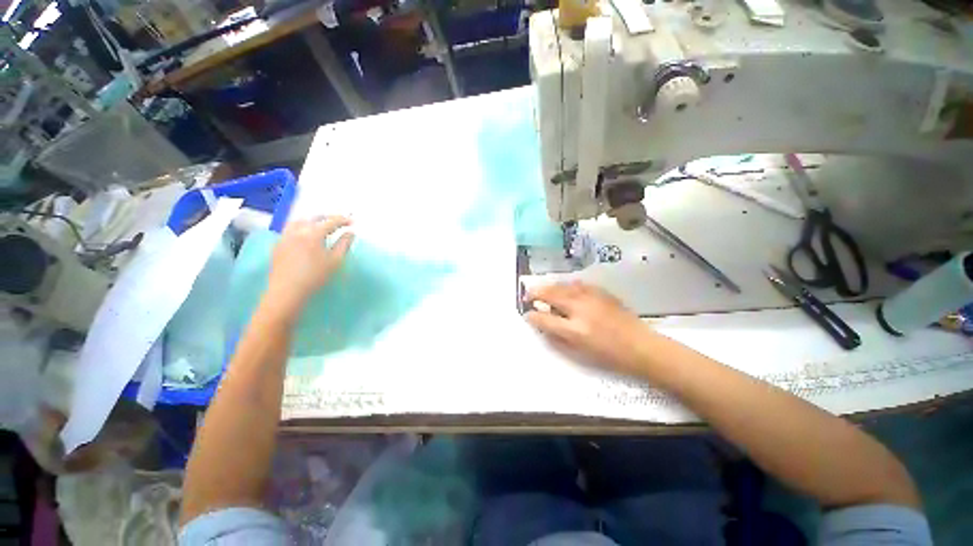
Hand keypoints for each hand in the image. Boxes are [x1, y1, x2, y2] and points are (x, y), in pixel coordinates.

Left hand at [267, 216, 354, 312]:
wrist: (287, 291)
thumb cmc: (315, 276)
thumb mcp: (335, 261)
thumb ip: (344, 244)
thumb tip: (350, 233)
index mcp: (313, 234)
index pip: (330, 222)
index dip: (342, 220)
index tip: (352, 221)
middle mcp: (297, 231)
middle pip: (313, 218)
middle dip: (327, 218)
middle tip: (338, 221)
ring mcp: (285, 237)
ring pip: (298, 222)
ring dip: (311, 221)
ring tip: (320, 225)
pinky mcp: (277, 246)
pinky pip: (289, 230)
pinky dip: (300, 228)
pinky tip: (304, 236)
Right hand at [525, 282, 654, 373]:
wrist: (640, 345)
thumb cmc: (609, 355)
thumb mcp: (579, 352)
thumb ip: (557, 337)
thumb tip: (542, 325)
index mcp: (575, 329)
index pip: (545, 319)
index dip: (533, 316)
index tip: (527, 314)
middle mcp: (581, 309)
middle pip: (551, 295)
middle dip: (536, 293)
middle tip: (528, 295)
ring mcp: (591, 297)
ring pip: (563, 286)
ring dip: (550, 287)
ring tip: (544, 291)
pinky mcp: (601, 292)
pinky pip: (578, 284)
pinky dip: (567, 286)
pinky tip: (566, 289)